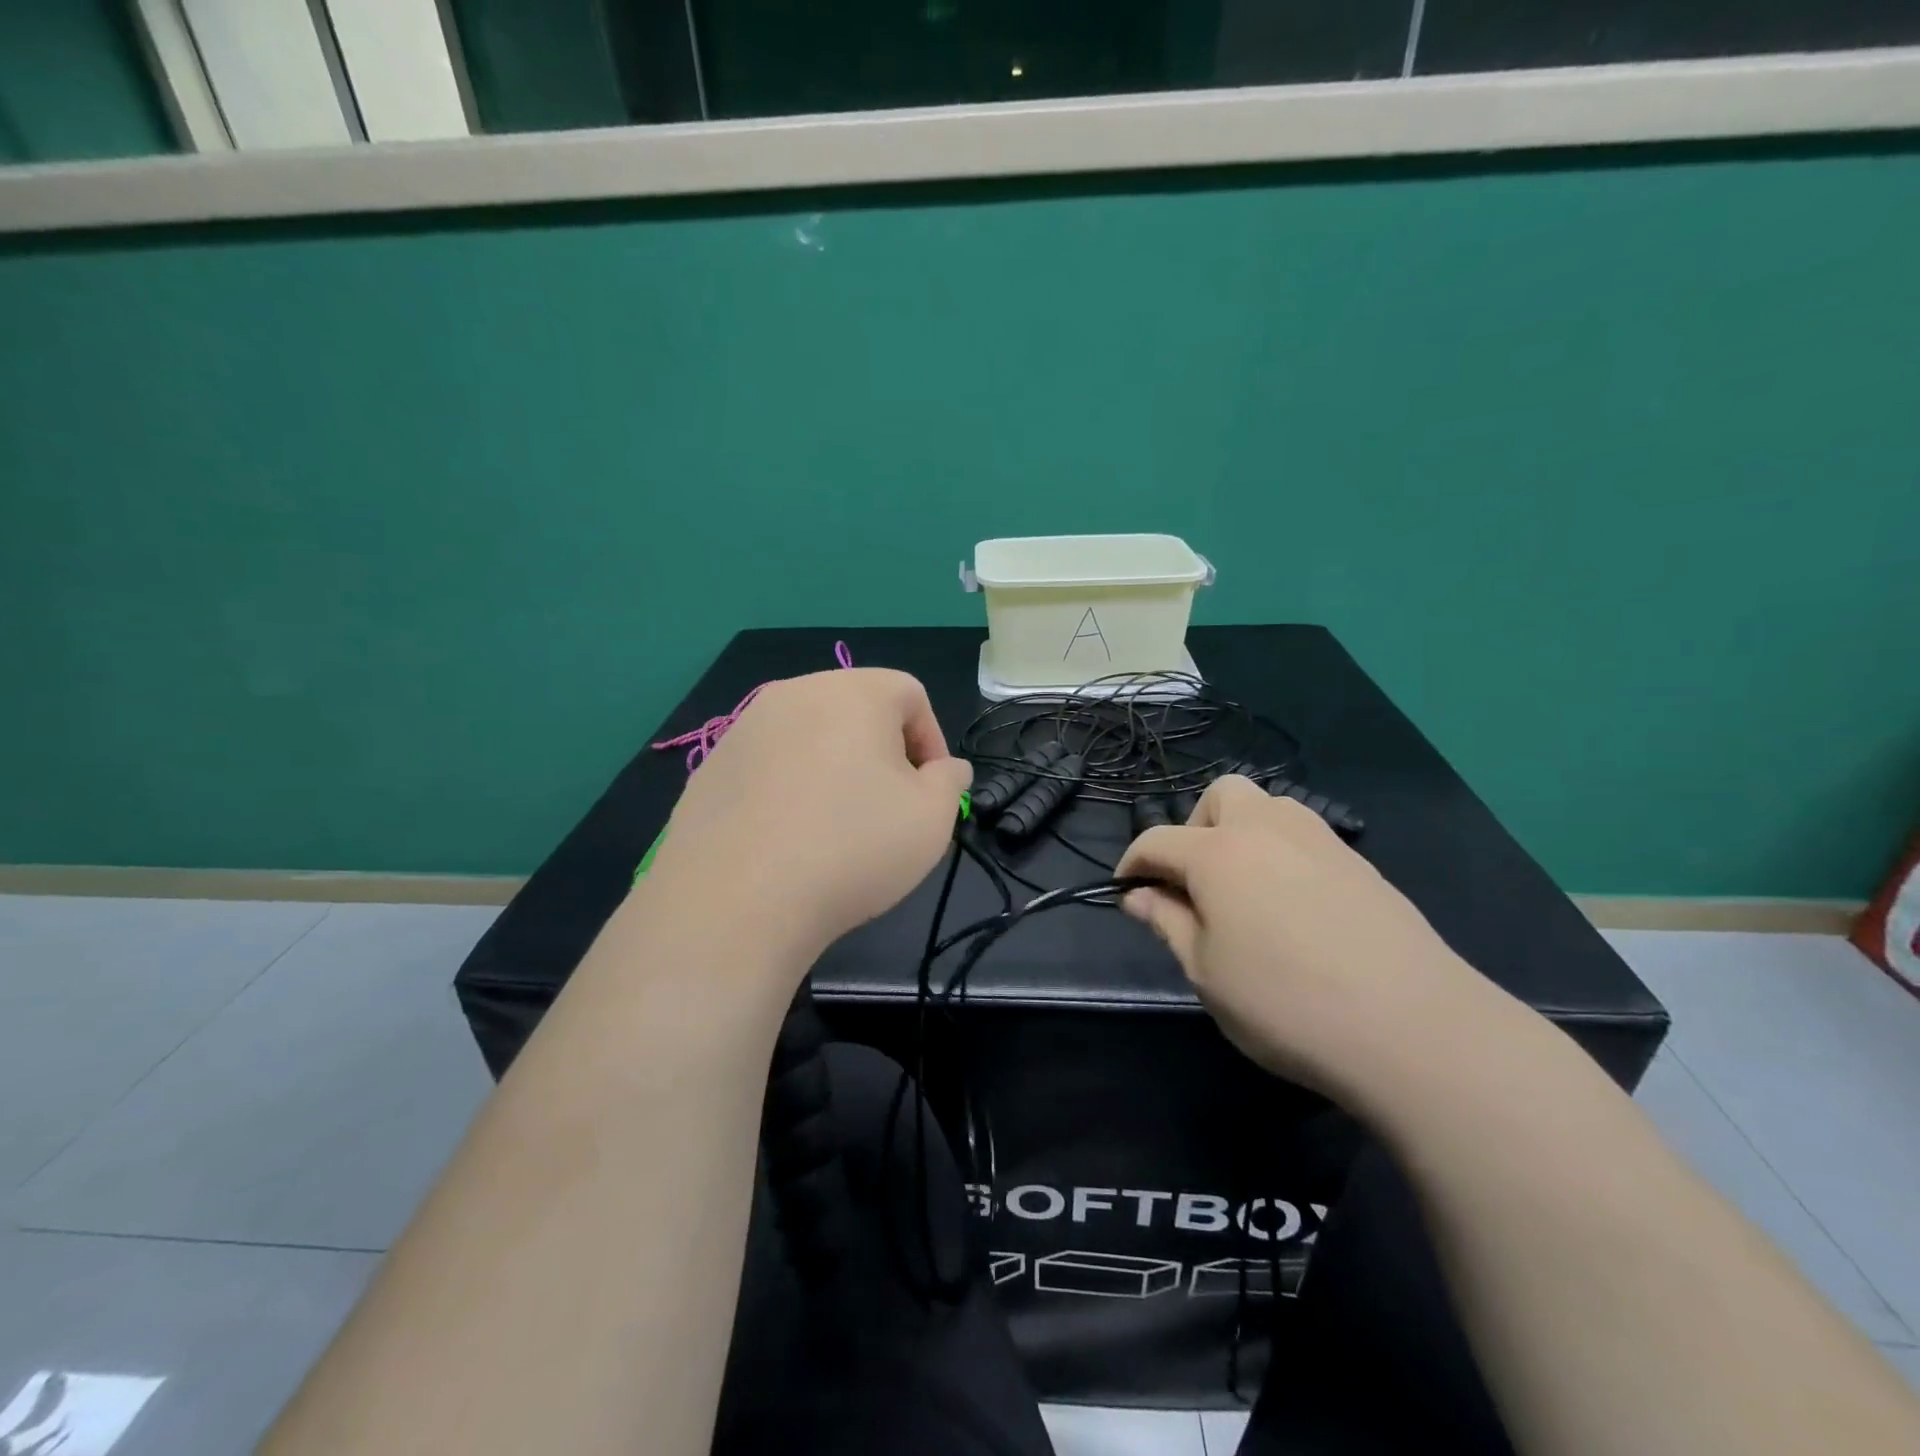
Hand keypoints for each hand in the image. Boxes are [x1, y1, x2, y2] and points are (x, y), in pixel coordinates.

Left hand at [642, 669, 970, 964]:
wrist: (736, 900)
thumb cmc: (852, 847)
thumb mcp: (932, 818)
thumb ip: (949, 781)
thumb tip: (945, 768)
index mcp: (853, 692)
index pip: (909, 694)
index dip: (931, 740)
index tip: (928, 790)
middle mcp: (794, 694)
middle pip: (855, 709)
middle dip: (881, 752)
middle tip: (886, 807)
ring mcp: (744, 729)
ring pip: (809, 736)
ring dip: (833, 769)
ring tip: (834, 827)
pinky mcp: (710, 767)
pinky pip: (768, 766)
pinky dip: (788, 789)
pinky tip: (786, 839)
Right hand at [1116, 776, 1490, 1100]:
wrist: (1412, 1027)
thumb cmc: (1285, 1003)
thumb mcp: (1207, 972)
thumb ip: (1168, 923)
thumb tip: (1139, 895)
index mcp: (1218, 853)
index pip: (1157, 840)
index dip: (1133, 863)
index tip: (1127, 891)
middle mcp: (1267, 828)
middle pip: (1220, 795)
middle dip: (1196, 827)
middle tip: (1196, 879)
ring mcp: (1320, 840)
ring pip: (1269, 806)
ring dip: (1243, 831)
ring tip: (1245, 887)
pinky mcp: (1360, 863)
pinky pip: (1306, 837)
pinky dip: (1283, 853)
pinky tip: (1294, 905)